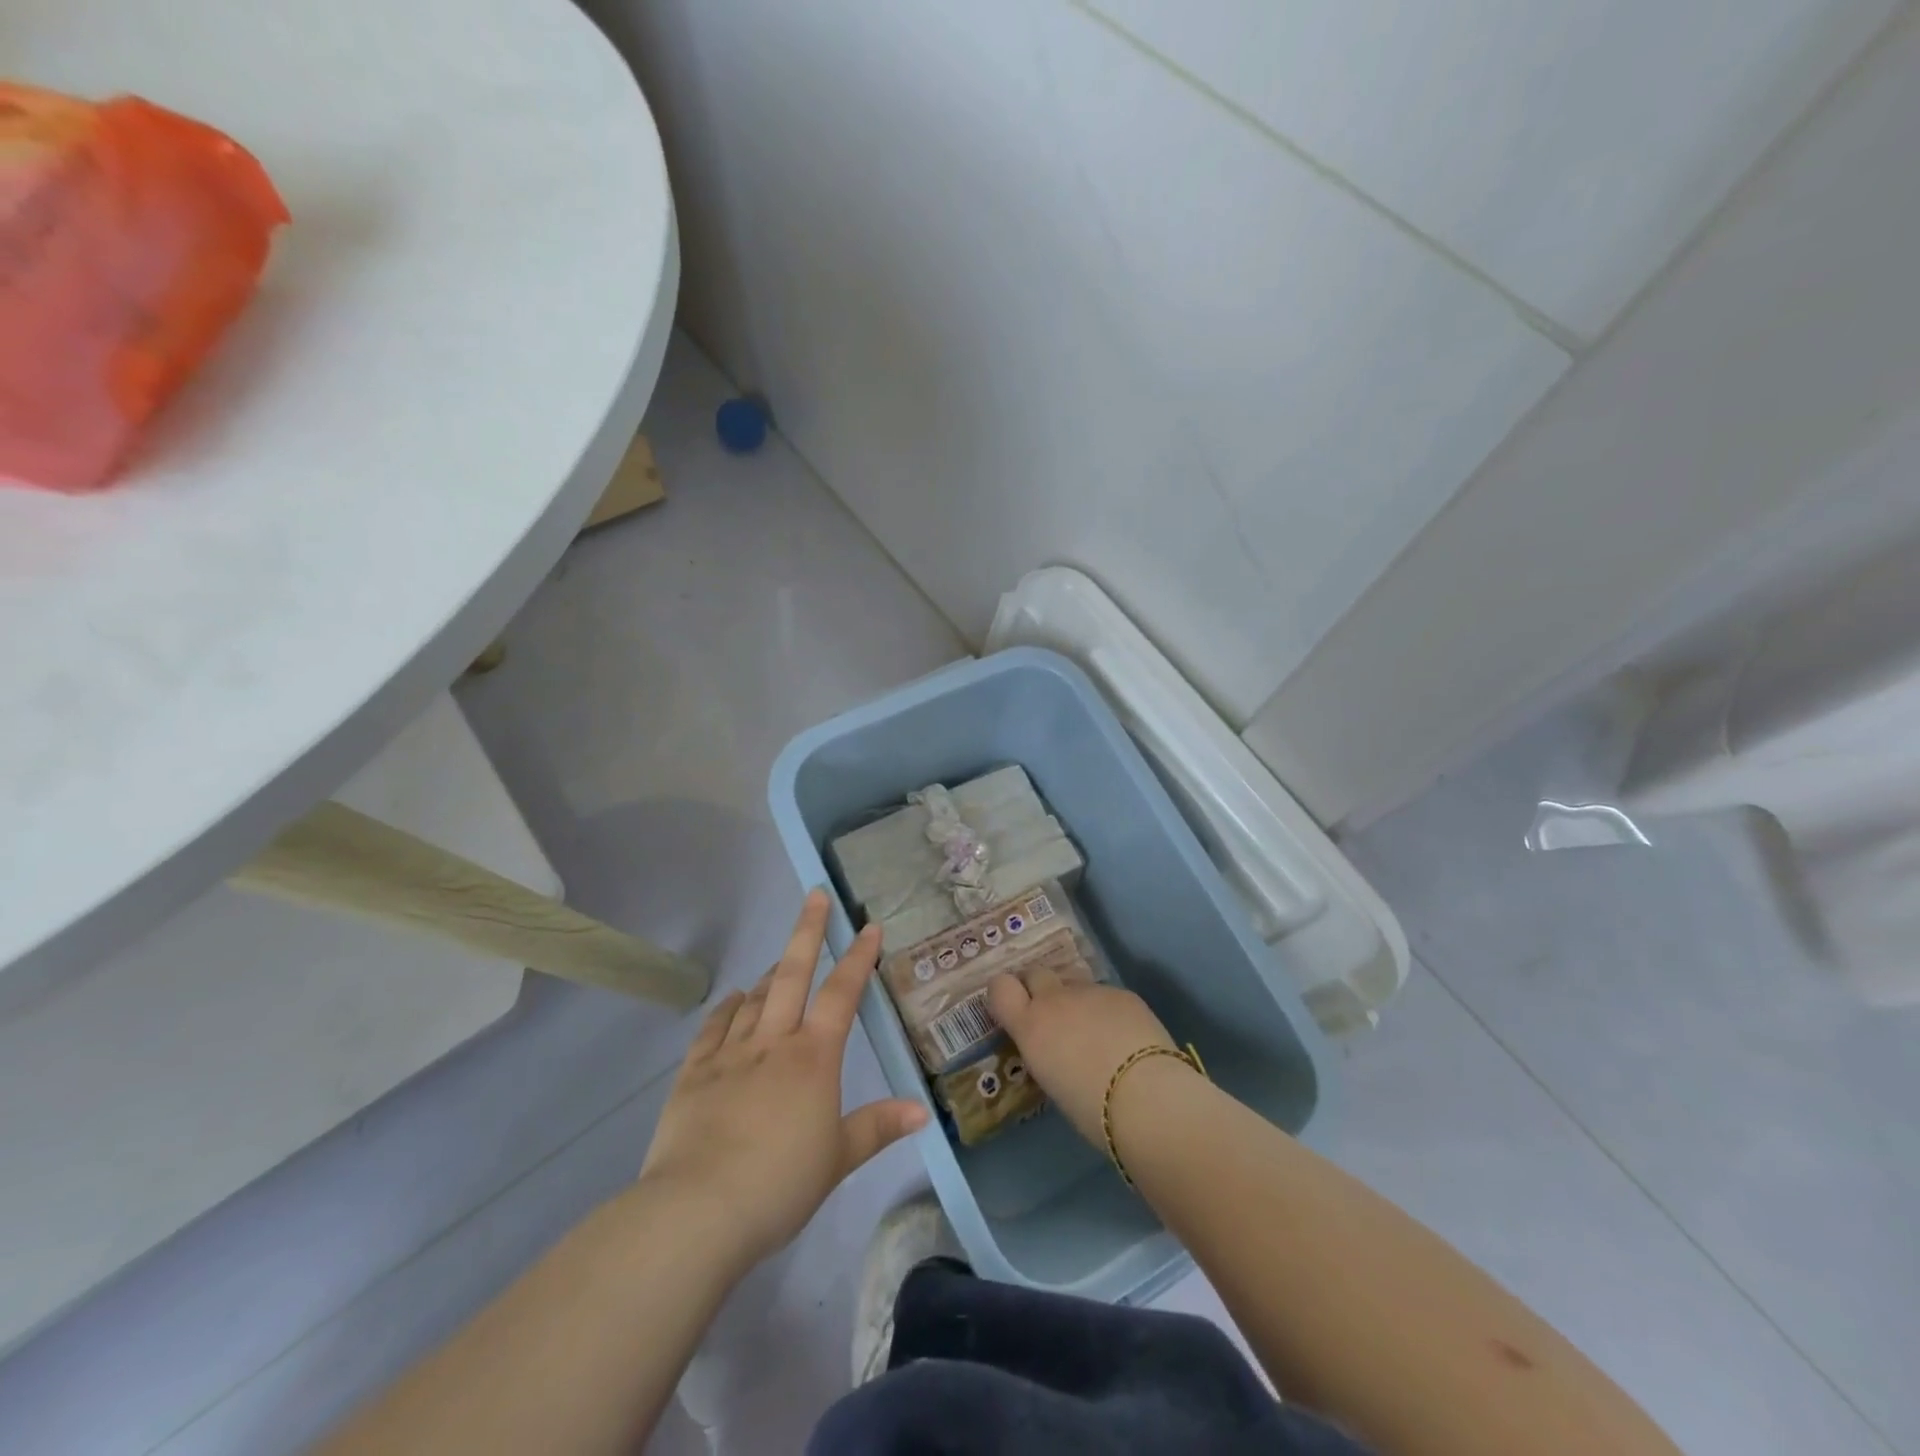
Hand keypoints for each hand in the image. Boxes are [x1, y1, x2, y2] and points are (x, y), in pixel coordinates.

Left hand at [638, 890, 928, 1268]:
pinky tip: (732, 1000)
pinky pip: (714, 1028)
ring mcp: (730, 1053)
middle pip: (792, 974)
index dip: (858, 958)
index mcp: (813, 1058)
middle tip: (816, 896)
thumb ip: (878, 1127)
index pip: (842, 995)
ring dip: (771, 973)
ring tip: (781, 960)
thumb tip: (922, 1111)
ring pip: (754, 997)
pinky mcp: (694, 1073)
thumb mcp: (838, 1159)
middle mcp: (773, 1042)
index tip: (869, 927)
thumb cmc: (780, 1183)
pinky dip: (726, 1008)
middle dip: (808, 932)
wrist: (698, 1210)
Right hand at [987, 966, 1181, 1145]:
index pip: (1000, 987)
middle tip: (1053, 1016)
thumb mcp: (1053, 1084)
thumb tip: (1056, 1050)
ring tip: (1096, 1033)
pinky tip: (1126, 1037)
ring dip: (1077, 1002)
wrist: (1147, 1095)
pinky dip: (1109, 1011)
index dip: (1005, 992)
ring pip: (1075, 985)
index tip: (1014, 1007)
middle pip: (1036, 973)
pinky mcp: (1122, 993)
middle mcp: (1055, 1000)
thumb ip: (1047, 1054)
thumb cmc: (1092, 1109)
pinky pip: (1106, 995)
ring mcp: (1091, 992)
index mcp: (1030, 1026)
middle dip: (1039, 988)